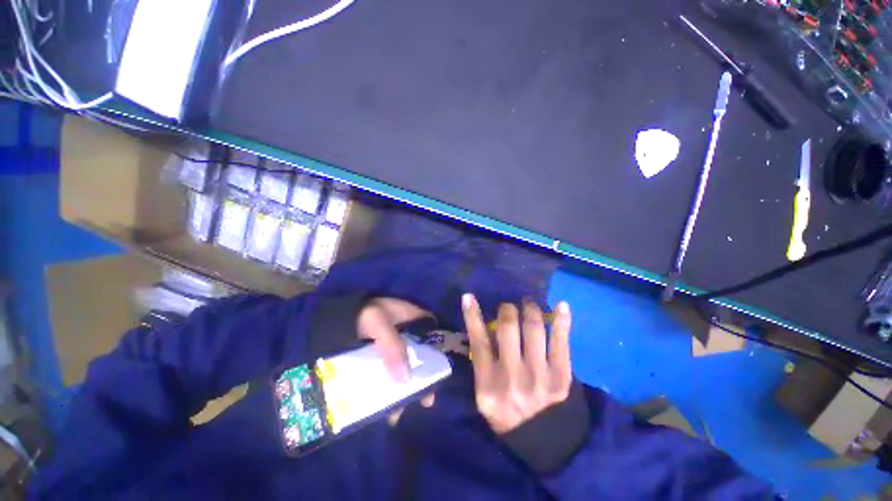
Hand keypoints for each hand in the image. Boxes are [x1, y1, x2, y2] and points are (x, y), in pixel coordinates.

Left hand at [356, 298, 434, 425]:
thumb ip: (393, 347)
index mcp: (410, 318)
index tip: (440, 372)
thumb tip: (406, 379)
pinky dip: (387, 387)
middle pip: (420, 355)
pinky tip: (382, 406)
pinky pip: (387, 372)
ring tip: (396, 412)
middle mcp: (404, 333)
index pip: (431, 334)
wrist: (333, 317)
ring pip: (403, 367)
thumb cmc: (362, 315)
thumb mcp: (379, 325)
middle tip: (425, 400)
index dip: (438, 351)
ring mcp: (390, 346)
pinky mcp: (376, 356)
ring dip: (403, 388)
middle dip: (423, 377)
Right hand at [462, 294, 571, 433]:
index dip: (472, 315)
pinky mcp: (562, 376)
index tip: (469, 296)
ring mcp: (539, 376)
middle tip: (509, 306)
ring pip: (533, 328)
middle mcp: (512, 376)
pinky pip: (562, 341)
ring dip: (530, 309)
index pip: (478, 341)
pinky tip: (562, 305)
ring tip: (529, 303)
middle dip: (507, 309)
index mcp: (488, 383)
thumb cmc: (507, 415)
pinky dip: (562, 320)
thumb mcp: (484, 395)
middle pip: (508, 327)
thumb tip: (484, 326)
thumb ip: (483, 363)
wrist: (544, 444)